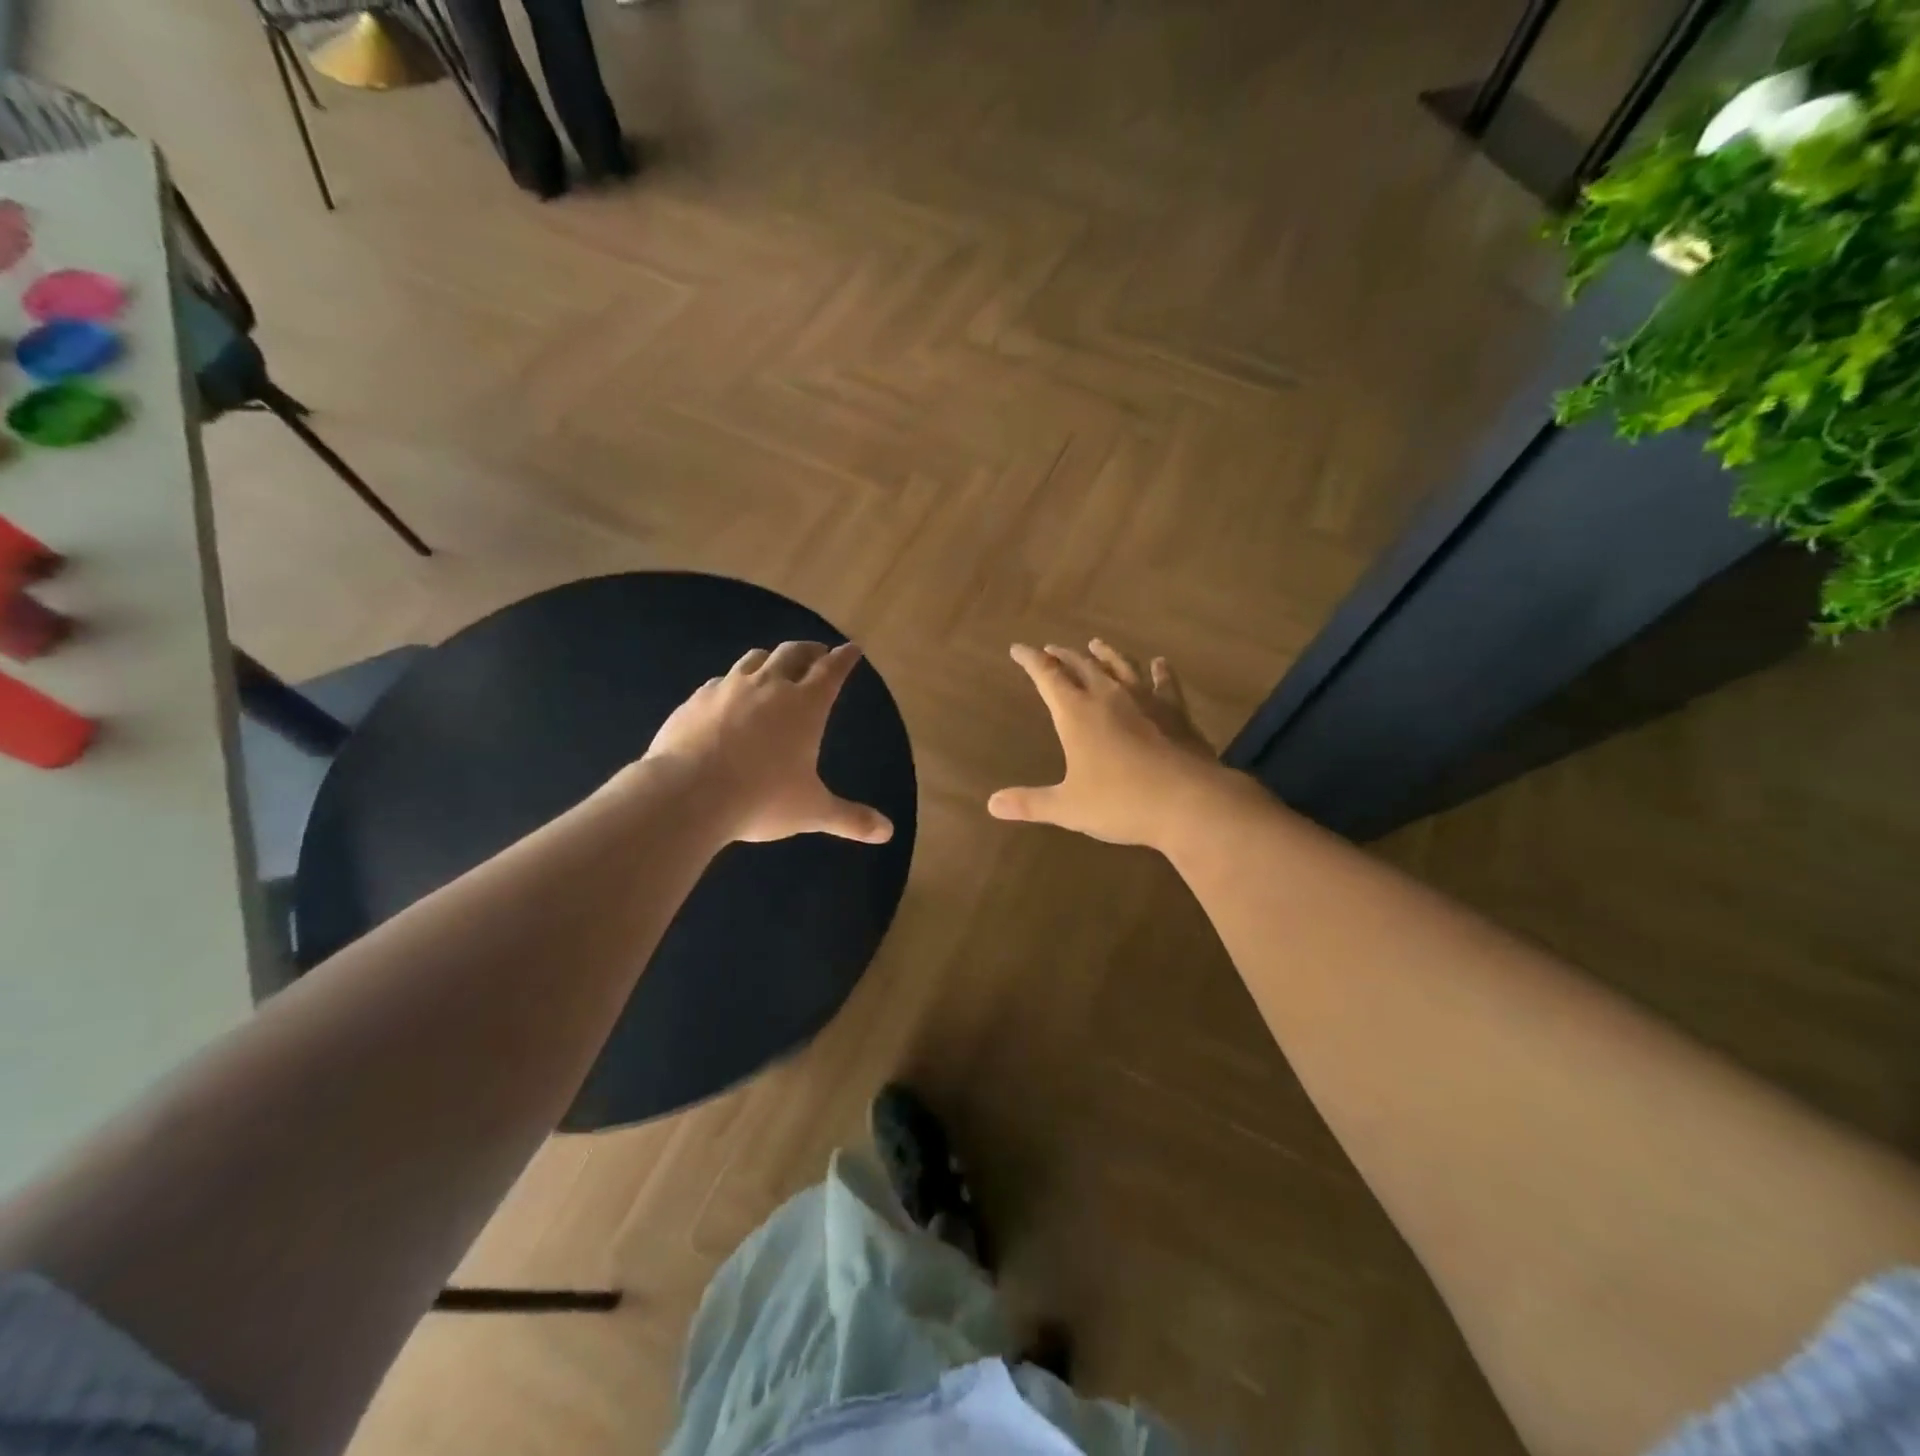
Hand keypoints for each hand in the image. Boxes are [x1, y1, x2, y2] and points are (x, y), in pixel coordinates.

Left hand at [639, 641, 893, 845]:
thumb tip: (888, 832)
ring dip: (771, 658)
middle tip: (818, 652)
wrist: (687, 792)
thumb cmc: (761, 798)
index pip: (832, 670)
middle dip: (810, 650)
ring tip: (775, 665)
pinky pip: (721, 680)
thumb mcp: (812, 811)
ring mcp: (729, 688)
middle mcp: (770, 686)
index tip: (853, 648)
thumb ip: (850, 818)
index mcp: (806, 705)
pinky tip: (729, 696)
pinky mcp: (696, 699)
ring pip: (755, 659)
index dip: (845, 658)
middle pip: (794, 653)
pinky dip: (734, 682)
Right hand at [988, 639, 1225, 847]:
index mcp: (1076, 713)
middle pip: (1081, 665)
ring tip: (1096, 643)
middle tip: (1051, 649)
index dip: (1031, 660)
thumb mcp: (1069, 807)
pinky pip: (1164, 683)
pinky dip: (1160, 671)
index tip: (1018, 648)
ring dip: (1105, 653)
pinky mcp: (1175, 711)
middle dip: (1063, 655)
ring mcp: (1145, 700)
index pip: (1047, 676)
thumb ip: (1030, 803)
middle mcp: (1108, 696)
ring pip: (1120, 666)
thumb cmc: (1121, 802)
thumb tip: (993, 804)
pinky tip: (1160, 663)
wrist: (1188, 800)